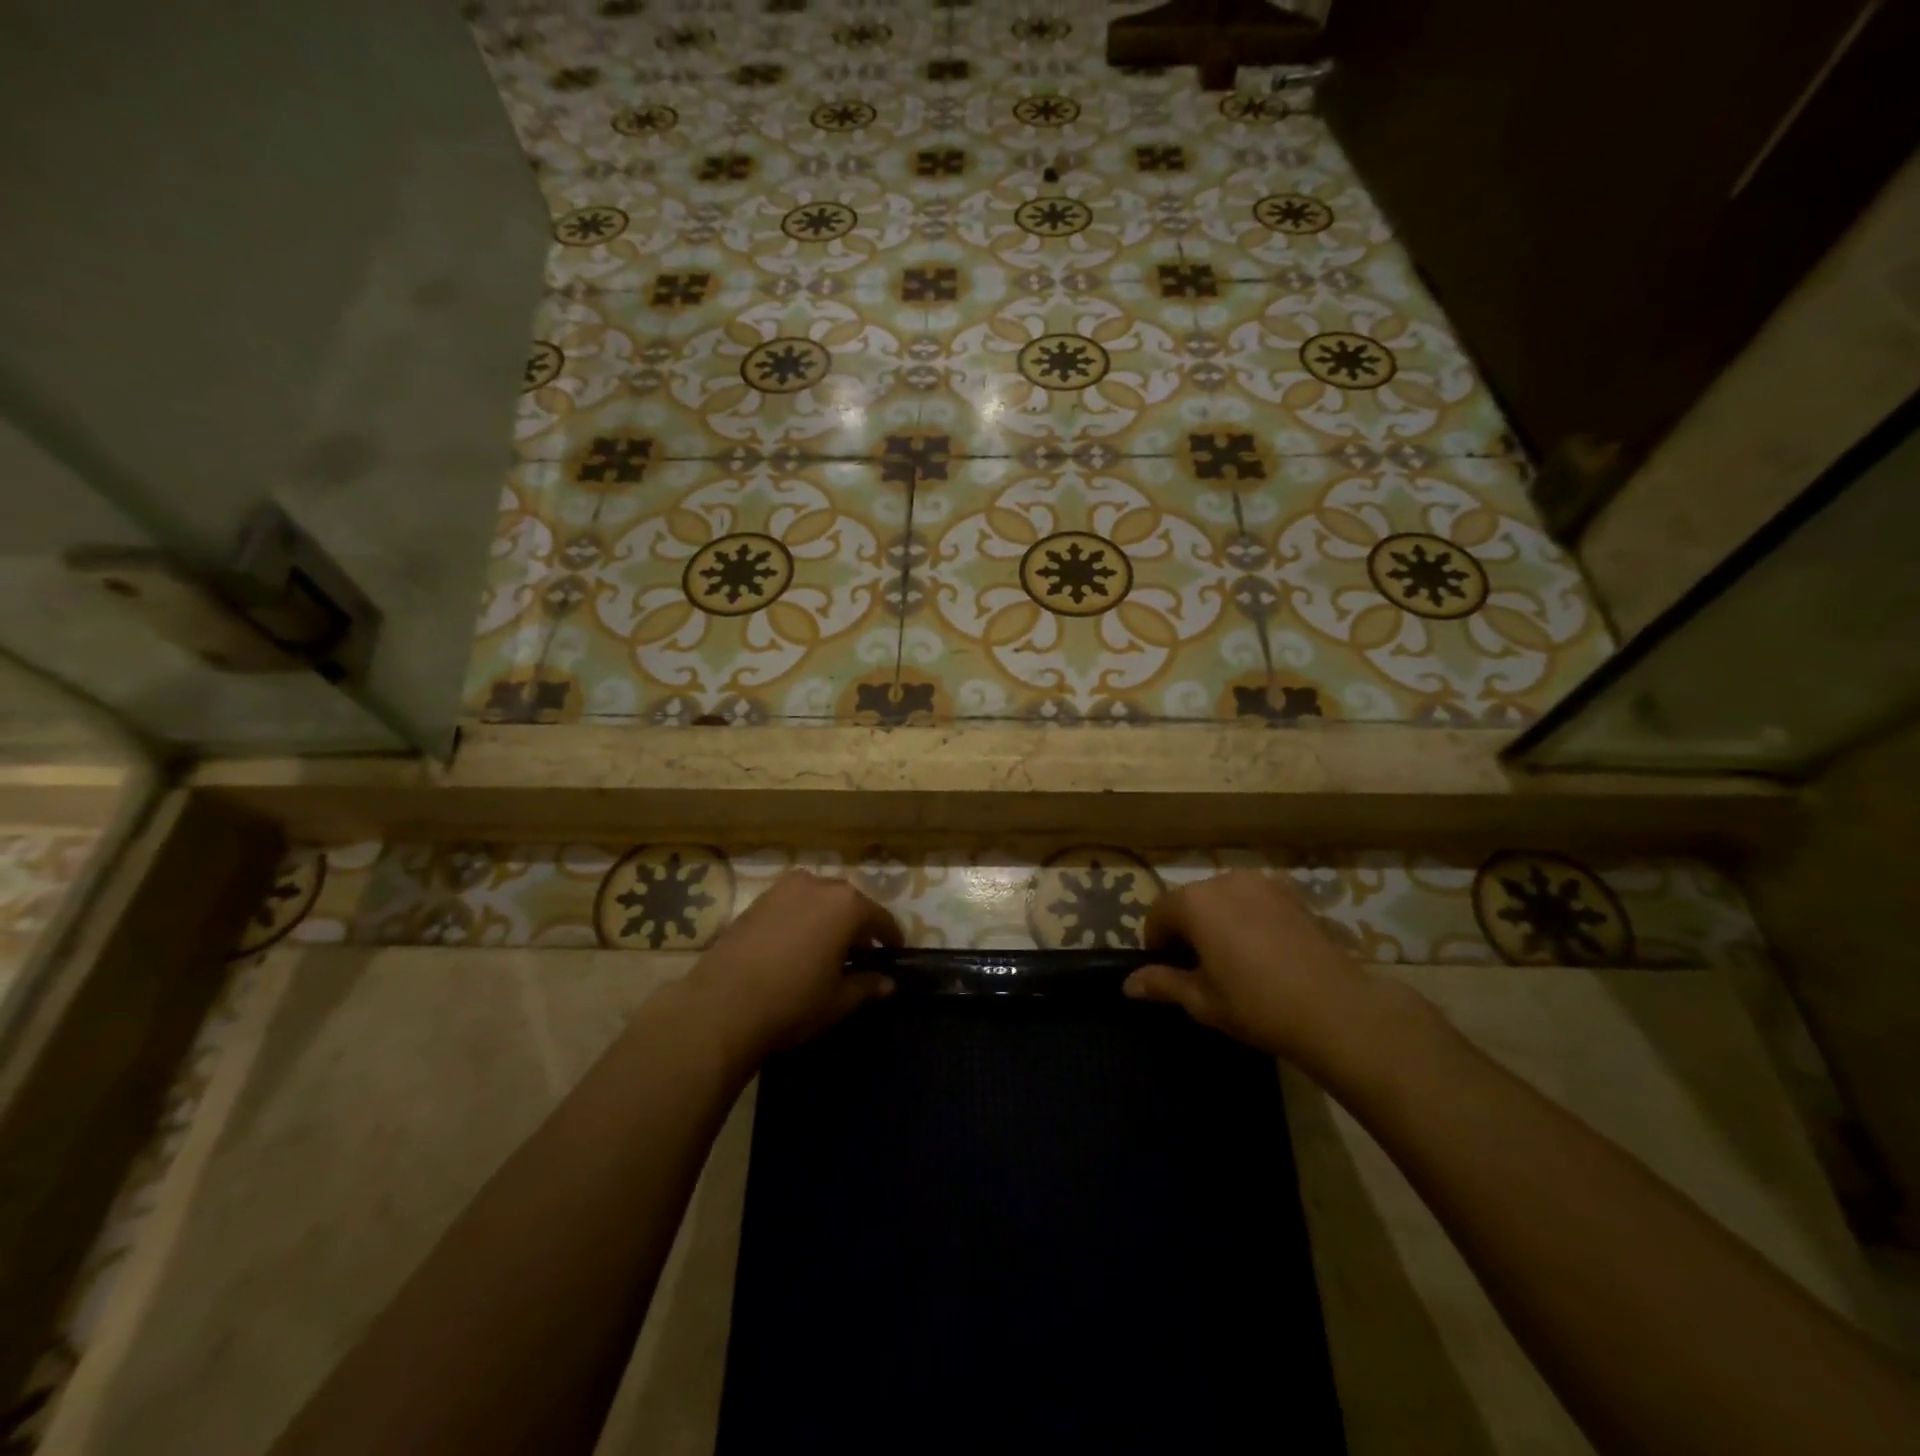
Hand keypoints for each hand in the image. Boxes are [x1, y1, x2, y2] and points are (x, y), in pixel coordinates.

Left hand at [687, 870, 901, 1062]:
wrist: (721, 1005)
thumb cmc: (793, 1002)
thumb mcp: (838, 1000)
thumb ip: (867, 986)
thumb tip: (888, 983)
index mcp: (846, 904)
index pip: (880, 918)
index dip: (890, 938)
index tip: (894, 954)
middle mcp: (817, 885)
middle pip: (848, 903)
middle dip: (857, 926)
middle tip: (860, 955)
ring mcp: (782, 889)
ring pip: (817, 900)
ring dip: (827, 919)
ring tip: (826, 950)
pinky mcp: (755, 901)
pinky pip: (790, 905)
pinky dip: (800, 920)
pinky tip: (795, 947)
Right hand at [1123, 871, 1369, 1062]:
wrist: (1335, 1010)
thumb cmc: (1256, 1005)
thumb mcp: (1201, 1000)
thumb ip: (1162, 983)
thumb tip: (1128, 984)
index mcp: (1194, 902)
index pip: (1158, 913)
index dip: (1157, 943)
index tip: (1169, 970)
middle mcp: (1224, 880)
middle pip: (1190, 900)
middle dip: (1187, 928)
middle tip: (1200, 968)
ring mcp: (1261, 883)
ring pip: (1223, 898)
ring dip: (1217, 920)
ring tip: (1233, 958)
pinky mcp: (1291, 893)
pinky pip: (1253, 900)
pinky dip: (1247, 917)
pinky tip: (1263, 951)